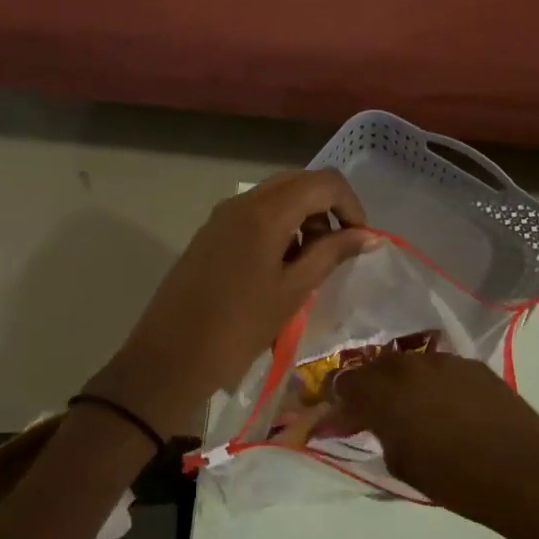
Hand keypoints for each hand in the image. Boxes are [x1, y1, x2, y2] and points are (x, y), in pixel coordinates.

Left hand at [88, 170, 372, 435]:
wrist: (170, 357)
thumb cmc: (239, 327)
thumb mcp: (293, 291)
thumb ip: (331, 254)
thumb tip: (367, 235)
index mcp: (265, 212)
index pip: (324, 182)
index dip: (351, 205)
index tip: (360, 241)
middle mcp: (242, 202)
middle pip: (299, 182)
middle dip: (327, 208)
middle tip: (337, 250)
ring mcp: (222, 216)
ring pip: (276, 196)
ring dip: (303, 217)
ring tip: (310, 263)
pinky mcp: (210, 233)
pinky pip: (255, 214)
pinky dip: (279, 227)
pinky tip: (280, 266)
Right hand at [327, 353, 538, 538]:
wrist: (527, 473)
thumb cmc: (456, 481)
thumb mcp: (402, 464)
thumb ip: (377, 434)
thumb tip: (363, 422)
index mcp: (384, 392)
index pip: (344, 384)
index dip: (336, 401)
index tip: (336, 417)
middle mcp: (409, 366)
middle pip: (373, 366)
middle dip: (365, 387)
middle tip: (368, 413)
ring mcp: (443, 360)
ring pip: (406, 363)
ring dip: (398, 382)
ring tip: (406, 408)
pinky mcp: (472, 364)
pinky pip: (437, 368)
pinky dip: (429, 382)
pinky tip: (440, 405)